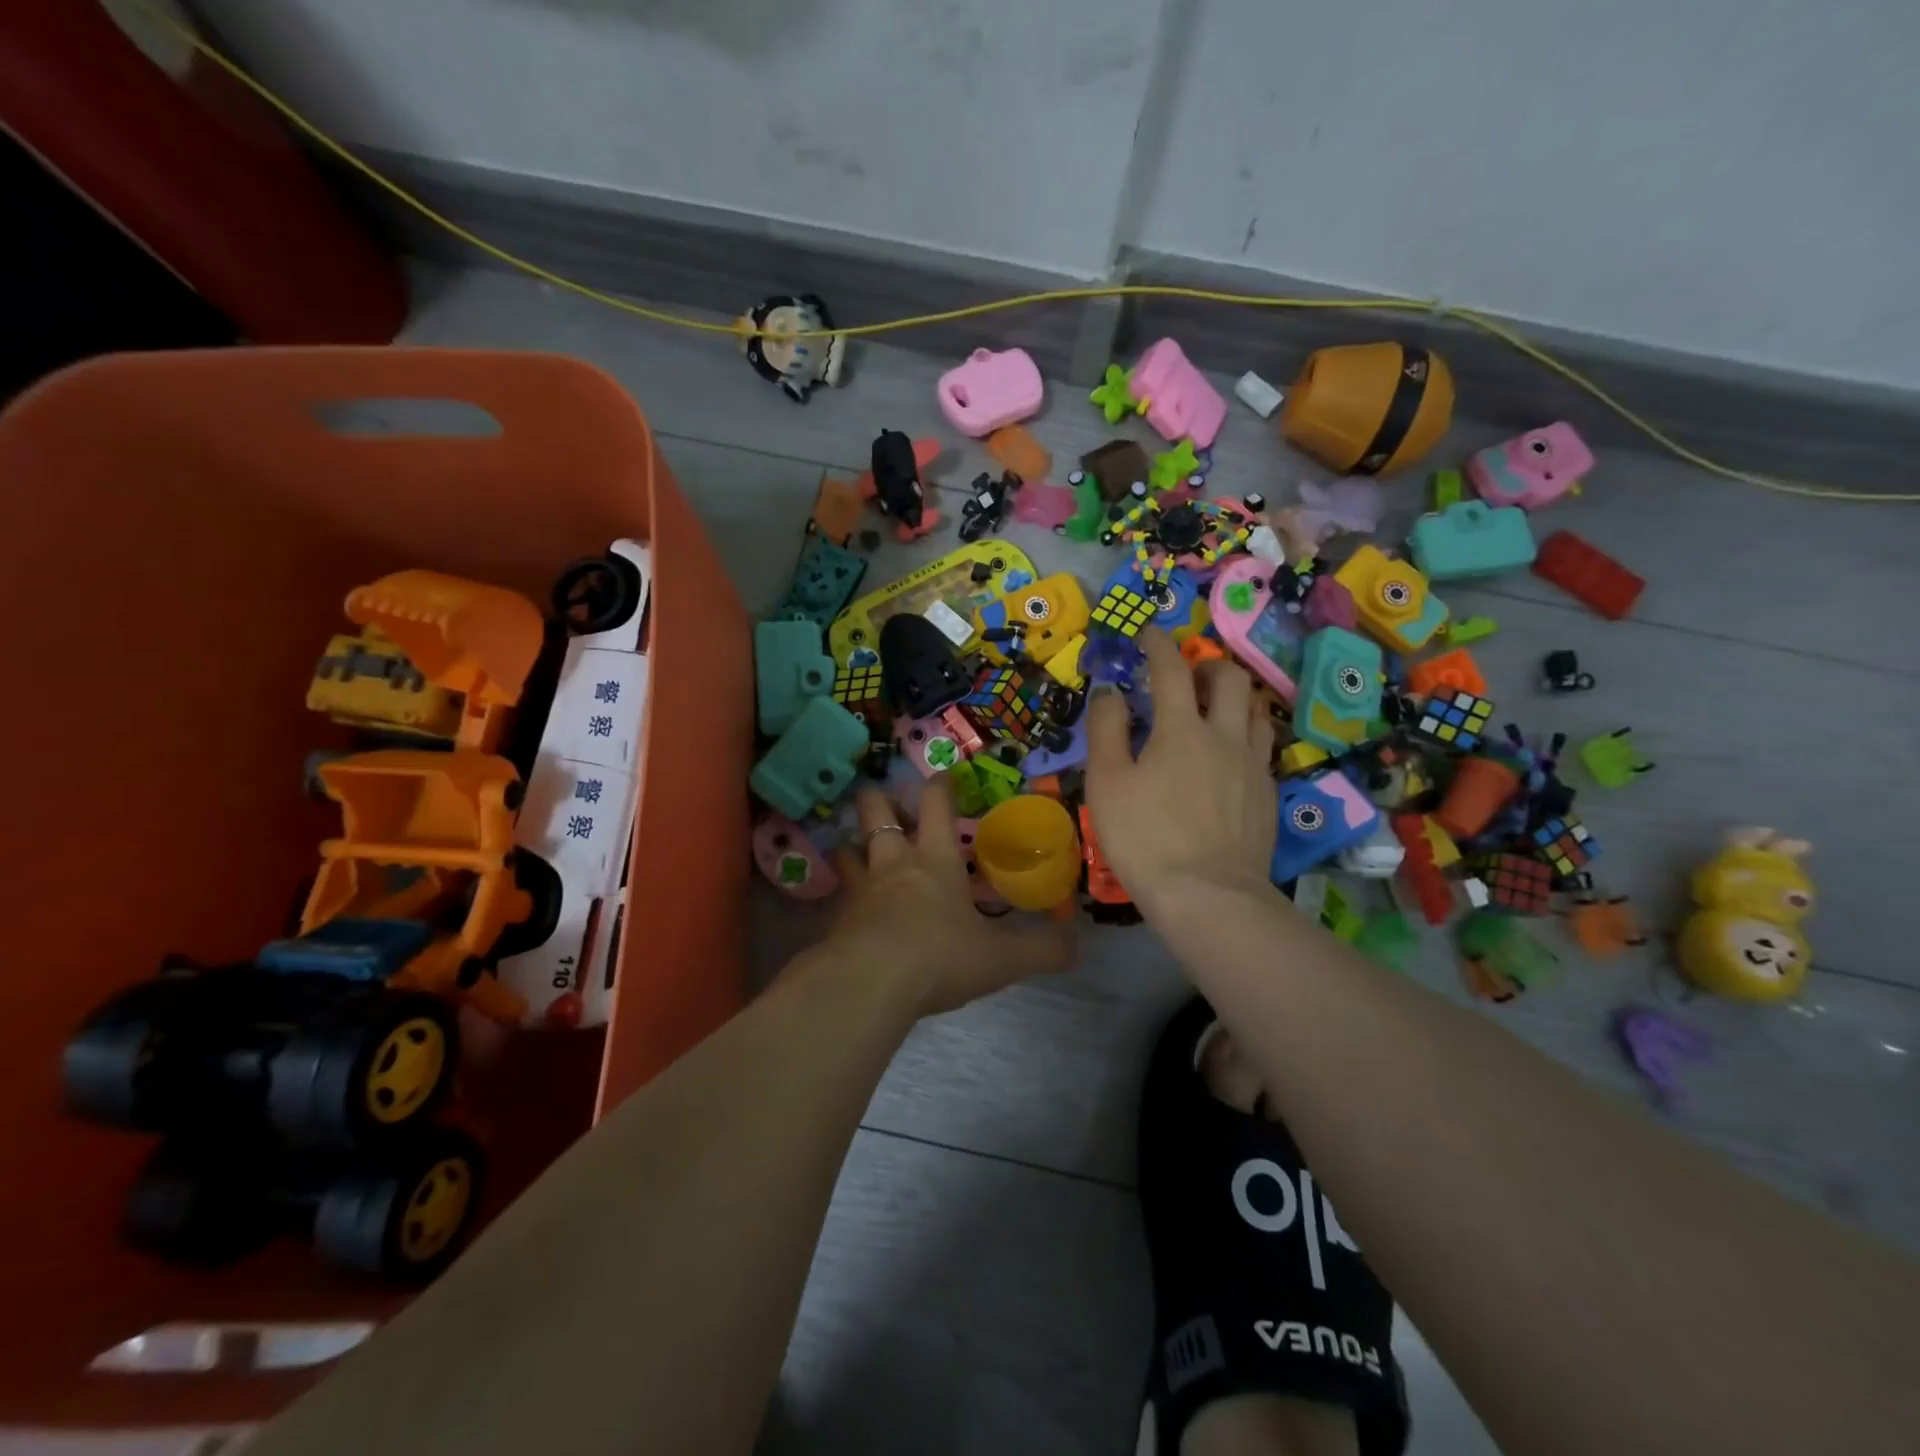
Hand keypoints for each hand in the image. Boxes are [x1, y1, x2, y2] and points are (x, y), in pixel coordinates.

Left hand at [824, 783, 1074, 1016]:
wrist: (870, 984)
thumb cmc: (940, 957)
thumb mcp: (1002, 959)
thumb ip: (1041, 950)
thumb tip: (1077, 945)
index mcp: (936, 859)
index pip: (936, 803)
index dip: (940, 785)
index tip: (943, 775)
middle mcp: (893, 862)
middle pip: (875, 810)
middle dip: (882, 801)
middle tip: (895, 811)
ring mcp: (860, 888)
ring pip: (848, 848)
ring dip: (855, 846)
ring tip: (864, 853)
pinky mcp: (837, 917)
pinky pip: (838, 894)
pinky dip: (844, 894)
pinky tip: (852, 909)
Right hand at [1084, 627, 1276, 921]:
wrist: (1208, 896)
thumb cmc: (1145, 837)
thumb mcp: (1107, 782)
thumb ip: (1106, 730)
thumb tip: (1111, 693)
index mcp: (1181, 729)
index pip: (1171, 669)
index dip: (1158, 644)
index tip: (1149, 634)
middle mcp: (1225, 736)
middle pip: (1230, 679)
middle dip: (1208, 665)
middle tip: (1186, 677)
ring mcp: (1253, 766)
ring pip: (1255, 711)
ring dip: (1233, 699)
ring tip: (1212, 711)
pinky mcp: (1269, 796)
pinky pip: (1260, 748)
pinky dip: (1242, 736)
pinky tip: (1227, 759)